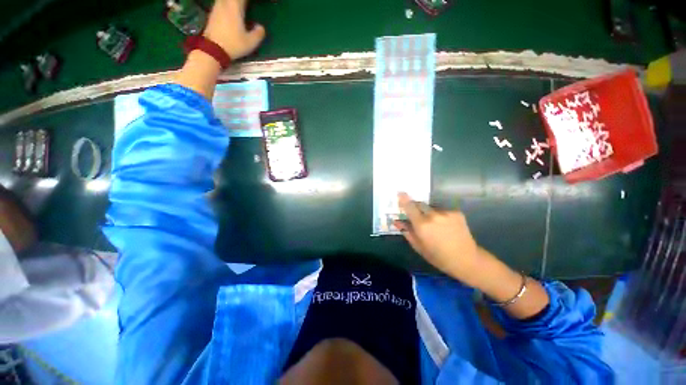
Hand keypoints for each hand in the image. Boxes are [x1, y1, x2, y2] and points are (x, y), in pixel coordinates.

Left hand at [203, 0, 265, 59]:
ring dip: (234, 3)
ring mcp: (217, 7)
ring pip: (226, 0)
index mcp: (235, 7)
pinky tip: (231, 11)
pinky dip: (228, 5)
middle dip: (241, 2)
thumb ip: (258, 34)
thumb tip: (261, 27)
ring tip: (241, 7)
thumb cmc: (233, 45)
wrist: (213, 49)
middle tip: (247, 7)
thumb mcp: (250, 43)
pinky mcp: (213, 13)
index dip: (248, 1)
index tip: (256, 5)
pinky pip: (222, 3)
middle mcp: (225, 3)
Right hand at [394, 192, 484, 284]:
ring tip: (434, 225)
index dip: (403, 199)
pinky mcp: (456, 213)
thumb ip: (407, 231)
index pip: (409, 207)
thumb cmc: (438, 256)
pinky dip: (441, 216)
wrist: (466, 259)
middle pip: (420, 204)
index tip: (400, 193)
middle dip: (416, 207)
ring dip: (429, 213)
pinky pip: (443, 211)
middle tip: (417, 216)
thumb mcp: (418, 246)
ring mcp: (446, 213)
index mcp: (422, 225)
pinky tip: (445, 226)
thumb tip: (396, 221)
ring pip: (432, 208)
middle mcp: (433, 215)